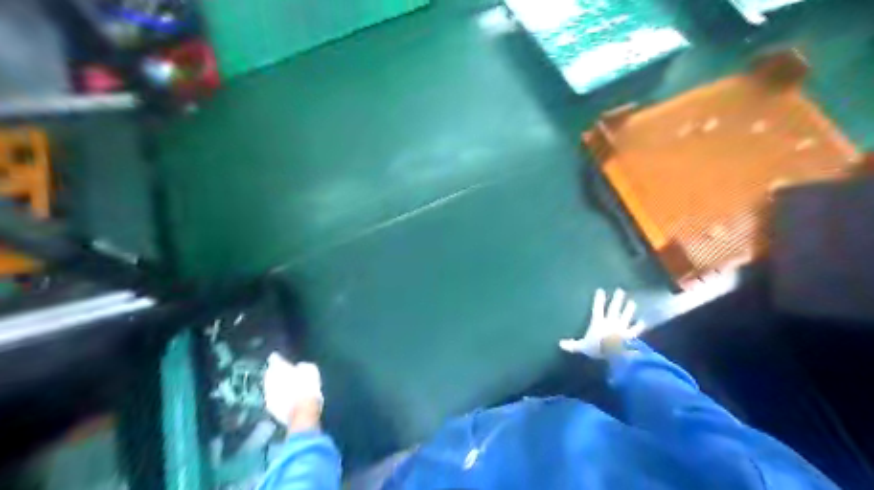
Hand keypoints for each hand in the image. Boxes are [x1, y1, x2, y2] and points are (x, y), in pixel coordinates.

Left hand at [264, 352, 324, 431]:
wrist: (302, 412)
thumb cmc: (307, 387)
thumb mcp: (311, 370)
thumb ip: (302, 366)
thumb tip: (299, 366)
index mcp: (278, 368)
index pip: (274, 358)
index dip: (278, 357)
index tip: (281, 358)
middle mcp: (269, 380)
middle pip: (270, 373)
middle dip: (275, 372)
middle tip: (284, 372)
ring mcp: (268, 394)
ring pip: (270, 386)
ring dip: (276, 385)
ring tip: (286, 385)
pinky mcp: (269, 408)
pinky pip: (273, 397)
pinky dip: (277, 396)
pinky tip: (286, 397)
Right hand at [560, 287, 639, 359]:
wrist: (615, 353)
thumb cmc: (598, 348)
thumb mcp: (582, 347)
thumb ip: (572, 345)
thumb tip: (560, 344)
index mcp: (598, 322)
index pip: (597, 309)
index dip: (598, 300)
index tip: (600, 290)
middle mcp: (611, 322)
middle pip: (614, 309)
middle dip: (617, 300)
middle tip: (620, 291)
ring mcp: (622, 328)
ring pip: (625, 316)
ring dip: (629, 309)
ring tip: (632, 302)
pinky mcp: (631, 335)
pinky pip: (636, 330)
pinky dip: (639, 326)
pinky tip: (643, 322)